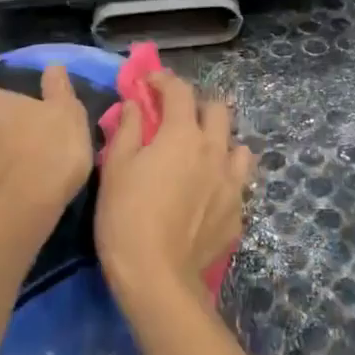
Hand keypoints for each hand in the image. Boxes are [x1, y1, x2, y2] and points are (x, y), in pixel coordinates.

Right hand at [96, 70, 255, 302]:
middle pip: (219, 110)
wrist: (156, 275)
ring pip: (238, 146)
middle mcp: (215, 151)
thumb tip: (136, 104)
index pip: (179, 91)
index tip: (149, 82)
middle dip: (197, 105)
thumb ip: (128, 129)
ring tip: (202, 154)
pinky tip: (208, 192)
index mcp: (183, 135)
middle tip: (177, 117)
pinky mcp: (238, 212)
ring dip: (221, 141)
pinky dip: (224, 177)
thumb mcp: (116, 167)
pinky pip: (238, 182)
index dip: (163, 80)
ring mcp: (232, 183)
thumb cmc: (126, 215)